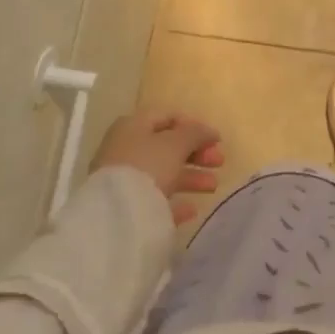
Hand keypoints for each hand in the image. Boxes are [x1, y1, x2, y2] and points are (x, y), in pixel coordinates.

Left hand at [91, 112, 224, 222]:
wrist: (115, 216)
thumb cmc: (147, 166)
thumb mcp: (176, 143)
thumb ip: (195, 133)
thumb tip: (209, 131)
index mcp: (134, 125)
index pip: (168, 117)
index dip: (194, 125)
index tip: (215, 139)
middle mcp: (126, 149)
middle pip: (168, 147)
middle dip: (196, 154)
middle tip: (219, 162)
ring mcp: (124, 180)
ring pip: (164, 174)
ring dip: (191, 178)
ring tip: (213, 186)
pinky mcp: (125, 207)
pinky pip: (155, 200)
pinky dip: (175, 202)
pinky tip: (192, 209)